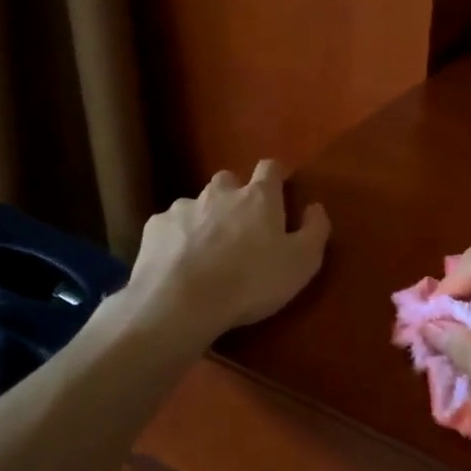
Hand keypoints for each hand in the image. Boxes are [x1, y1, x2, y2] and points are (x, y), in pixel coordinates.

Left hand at [126, 160, 329, 342]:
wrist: (182, 302)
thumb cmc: (252, 282)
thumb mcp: (302, 262)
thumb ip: (315, 230)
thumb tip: (315, 206)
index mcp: (258, 198)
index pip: (270, 168)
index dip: (276, 176)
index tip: (280, 191)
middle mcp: (220, 193)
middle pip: (229, 180)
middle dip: (236, 195)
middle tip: (241, 226)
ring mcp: (183, 207)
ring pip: (197, 203)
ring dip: (205, 218)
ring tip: (207, 251)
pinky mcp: (155, 227)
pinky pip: (170, 225)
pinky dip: (177, 238)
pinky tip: (178, 263)